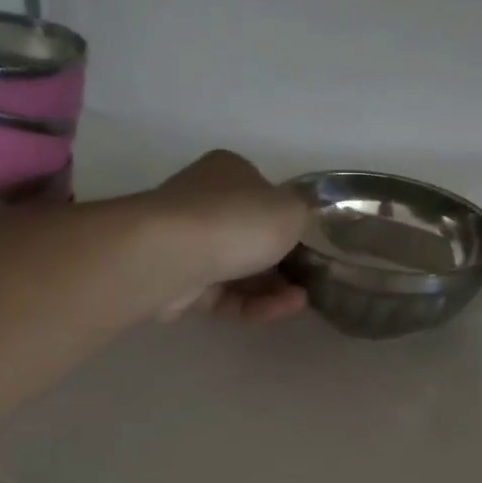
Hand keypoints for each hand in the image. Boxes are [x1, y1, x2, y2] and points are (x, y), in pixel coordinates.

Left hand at [150, 150, 309, 322]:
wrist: (172, 255)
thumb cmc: (238, 219)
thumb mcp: (292, 209)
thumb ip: (303, 215)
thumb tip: (299, 221)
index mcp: (229, 171)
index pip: (263, 194)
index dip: (287, 219)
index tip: (310, 244)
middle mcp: (203, 201)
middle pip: (250, 235)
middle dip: (282, 261)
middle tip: (309, 279)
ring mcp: (186, 243)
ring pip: (237, 268)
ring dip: (273, 287)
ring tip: (300, 302)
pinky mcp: (177, 283)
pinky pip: (222, 295)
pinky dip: (252, 304)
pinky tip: (280, 311)